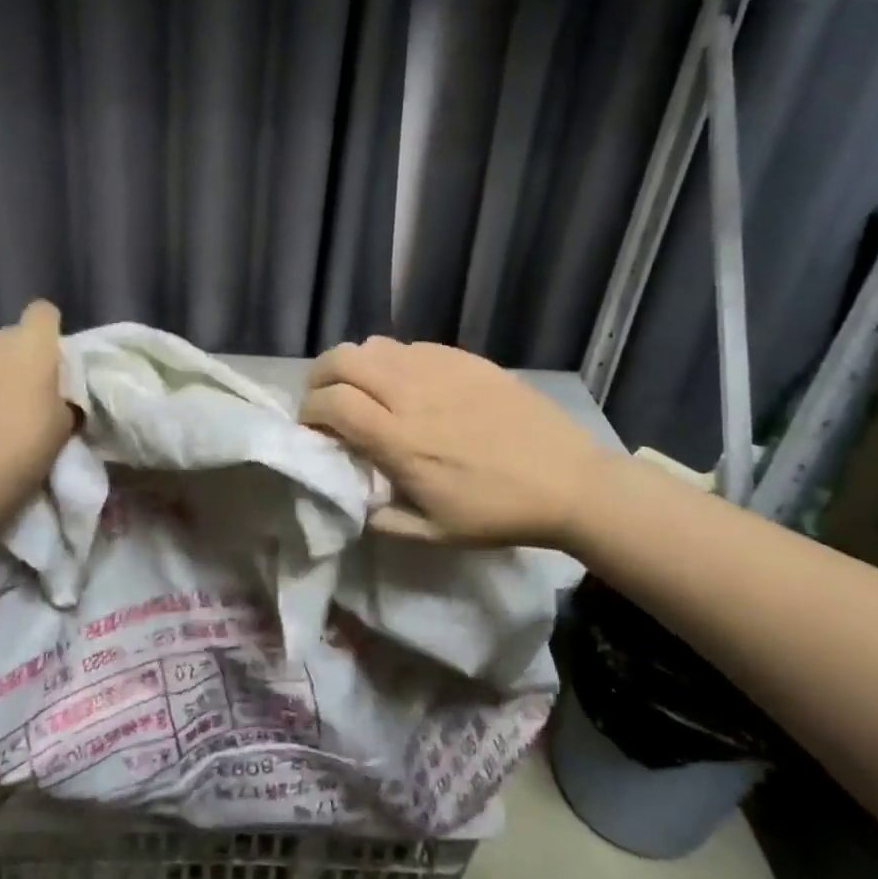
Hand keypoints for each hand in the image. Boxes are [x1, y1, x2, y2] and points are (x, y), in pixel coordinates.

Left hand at [0, 301, 74, 503]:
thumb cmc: (32, 445)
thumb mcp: (65, 420)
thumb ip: (59, 395)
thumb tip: (52, 395)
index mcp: (31, 344)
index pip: (42, 312)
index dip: (46, 330)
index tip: (48, 358)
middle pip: (5, 339)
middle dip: (10, 359)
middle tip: (15, 395)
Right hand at [300, 337, 603, 546]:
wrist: (568, 481)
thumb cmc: (498, 512)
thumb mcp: (432, 533)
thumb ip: (381, 517)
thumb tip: (350, 498)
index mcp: (399, 439)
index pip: (331, 403)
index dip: (309, 411)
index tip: (313, 428)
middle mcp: (411, 393)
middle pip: (342, 359)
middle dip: (320, 377)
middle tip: (325, 399)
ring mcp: (439, 369)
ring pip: (374, 345)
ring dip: (355, 365)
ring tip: (363, 389)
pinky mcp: (464, 359)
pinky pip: (411, 346)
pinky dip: (393, 361)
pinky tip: (407, 384)